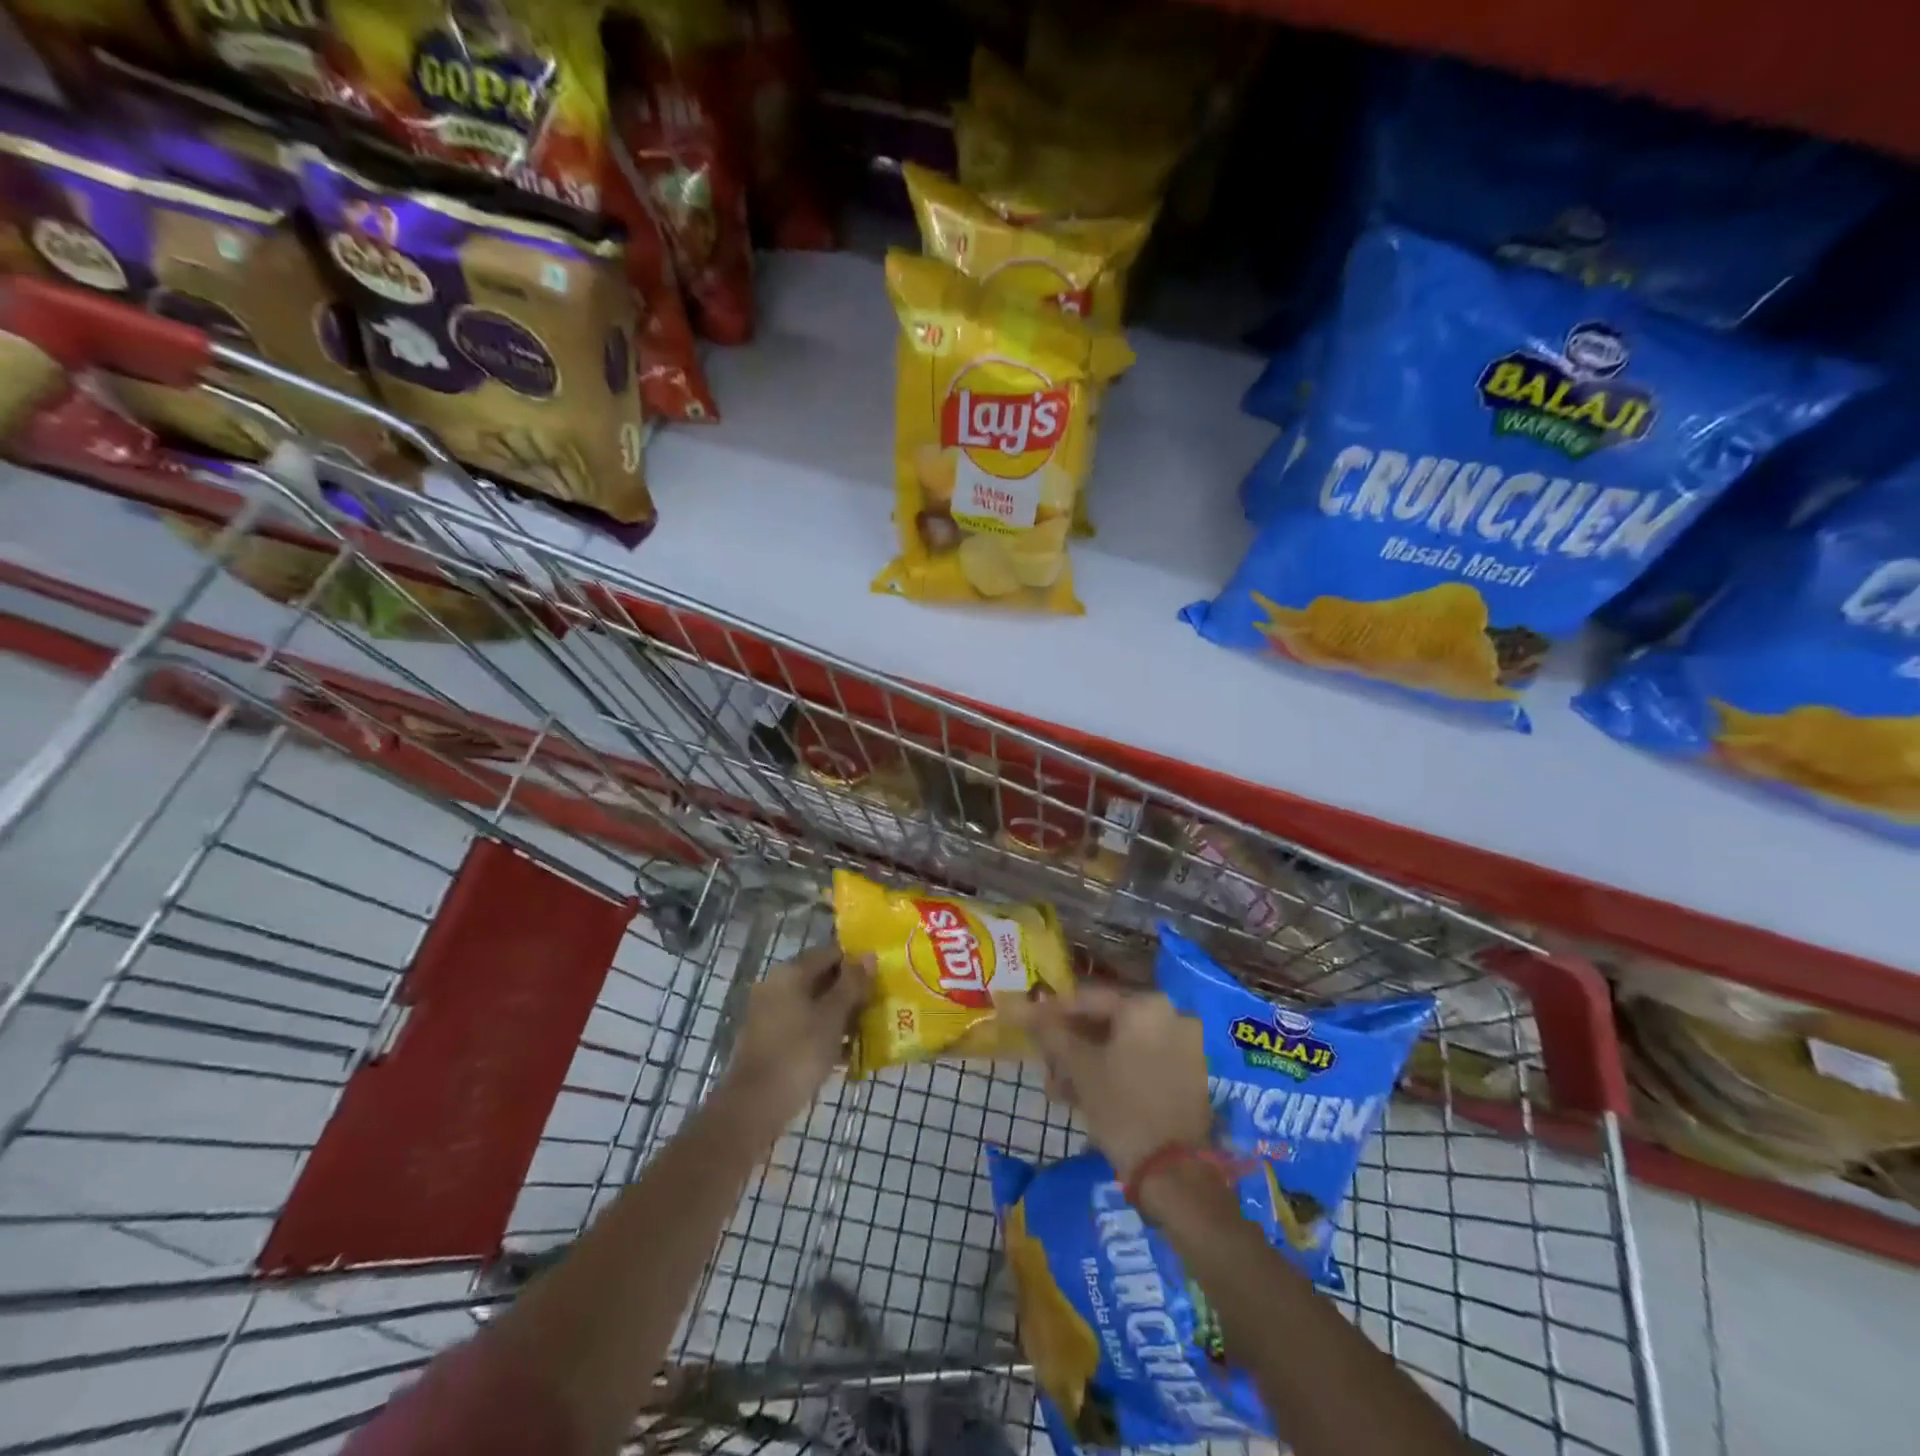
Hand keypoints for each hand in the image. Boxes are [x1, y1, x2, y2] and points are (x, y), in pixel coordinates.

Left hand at [721, 945, 871, 1133]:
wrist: (754, 1107)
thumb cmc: (798, 1053)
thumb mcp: (833, 1017)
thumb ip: (852, 984)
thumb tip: (869, 955)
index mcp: (790, 972)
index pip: (830, 953)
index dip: (857, 963)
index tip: (880, 980)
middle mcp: (776, 986)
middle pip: (821, 978)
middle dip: (850, 992)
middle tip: (878, 1006)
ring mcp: (770, 1014)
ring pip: (813, 1005)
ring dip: (840, 1015)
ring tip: (868, 1031)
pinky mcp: (769, 1040)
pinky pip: (803, 1027)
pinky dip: (824, 1034)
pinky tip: (846, 1053)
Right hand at [1005, 985, 1212, 1179]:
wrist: (1174, 1172)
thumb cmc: (1121, 1107)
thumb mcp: (1079, 1067)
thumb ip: (1051, 1033)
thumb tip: (1020, 1008)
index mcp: (1145, 1005)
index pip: (1088, 999)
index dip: (1053, 1011)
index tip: (1028, 1022)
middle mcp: (1170, 1015)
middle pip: (1107, 1021)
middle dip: (1071, 1042)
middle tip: (1045, 1060)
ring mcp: (1183, 1045)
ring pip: (1122, 1044)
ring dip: (1088, 1061)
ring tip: (1058, 1088)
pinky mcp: (1187, 1074)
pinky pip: (1140, 1061)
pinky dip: (1113, 1071)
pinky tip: (1084, 1095)